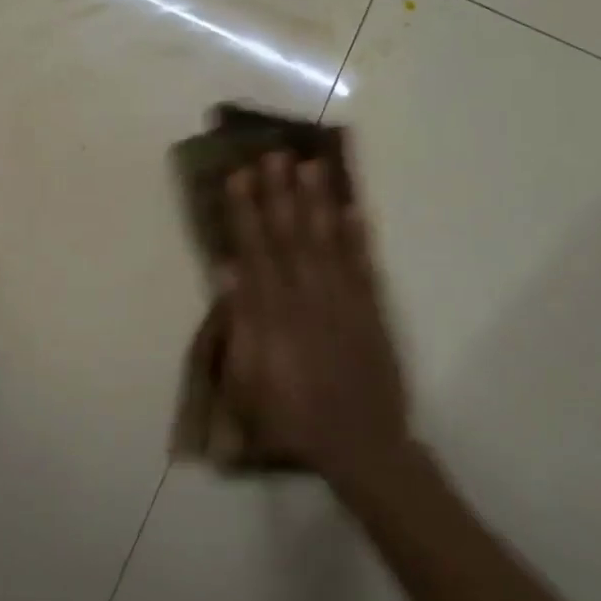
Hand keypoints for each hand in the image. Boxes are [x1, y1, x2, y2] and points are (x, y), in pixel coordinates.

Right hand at [219, 143, 411, 491]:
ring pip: (328, 242)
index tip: (238, 177)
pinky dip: (359, 236)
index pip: (255, 250)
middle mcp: (309, 297)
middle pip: (291, 236)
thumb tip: (227, 270)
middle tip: (273, 154)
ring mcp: (345, 302)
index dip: (245, 211)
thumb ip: (240, 323)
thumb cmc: (289, 416)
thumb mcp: (248, 380)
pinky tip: (353, 208)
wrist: (360, 446)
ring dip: (317, 202)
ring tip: (310, 165)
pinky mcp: (372, 312)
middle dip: (280, 193)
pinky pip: (365, 266)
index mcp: (274, 314)